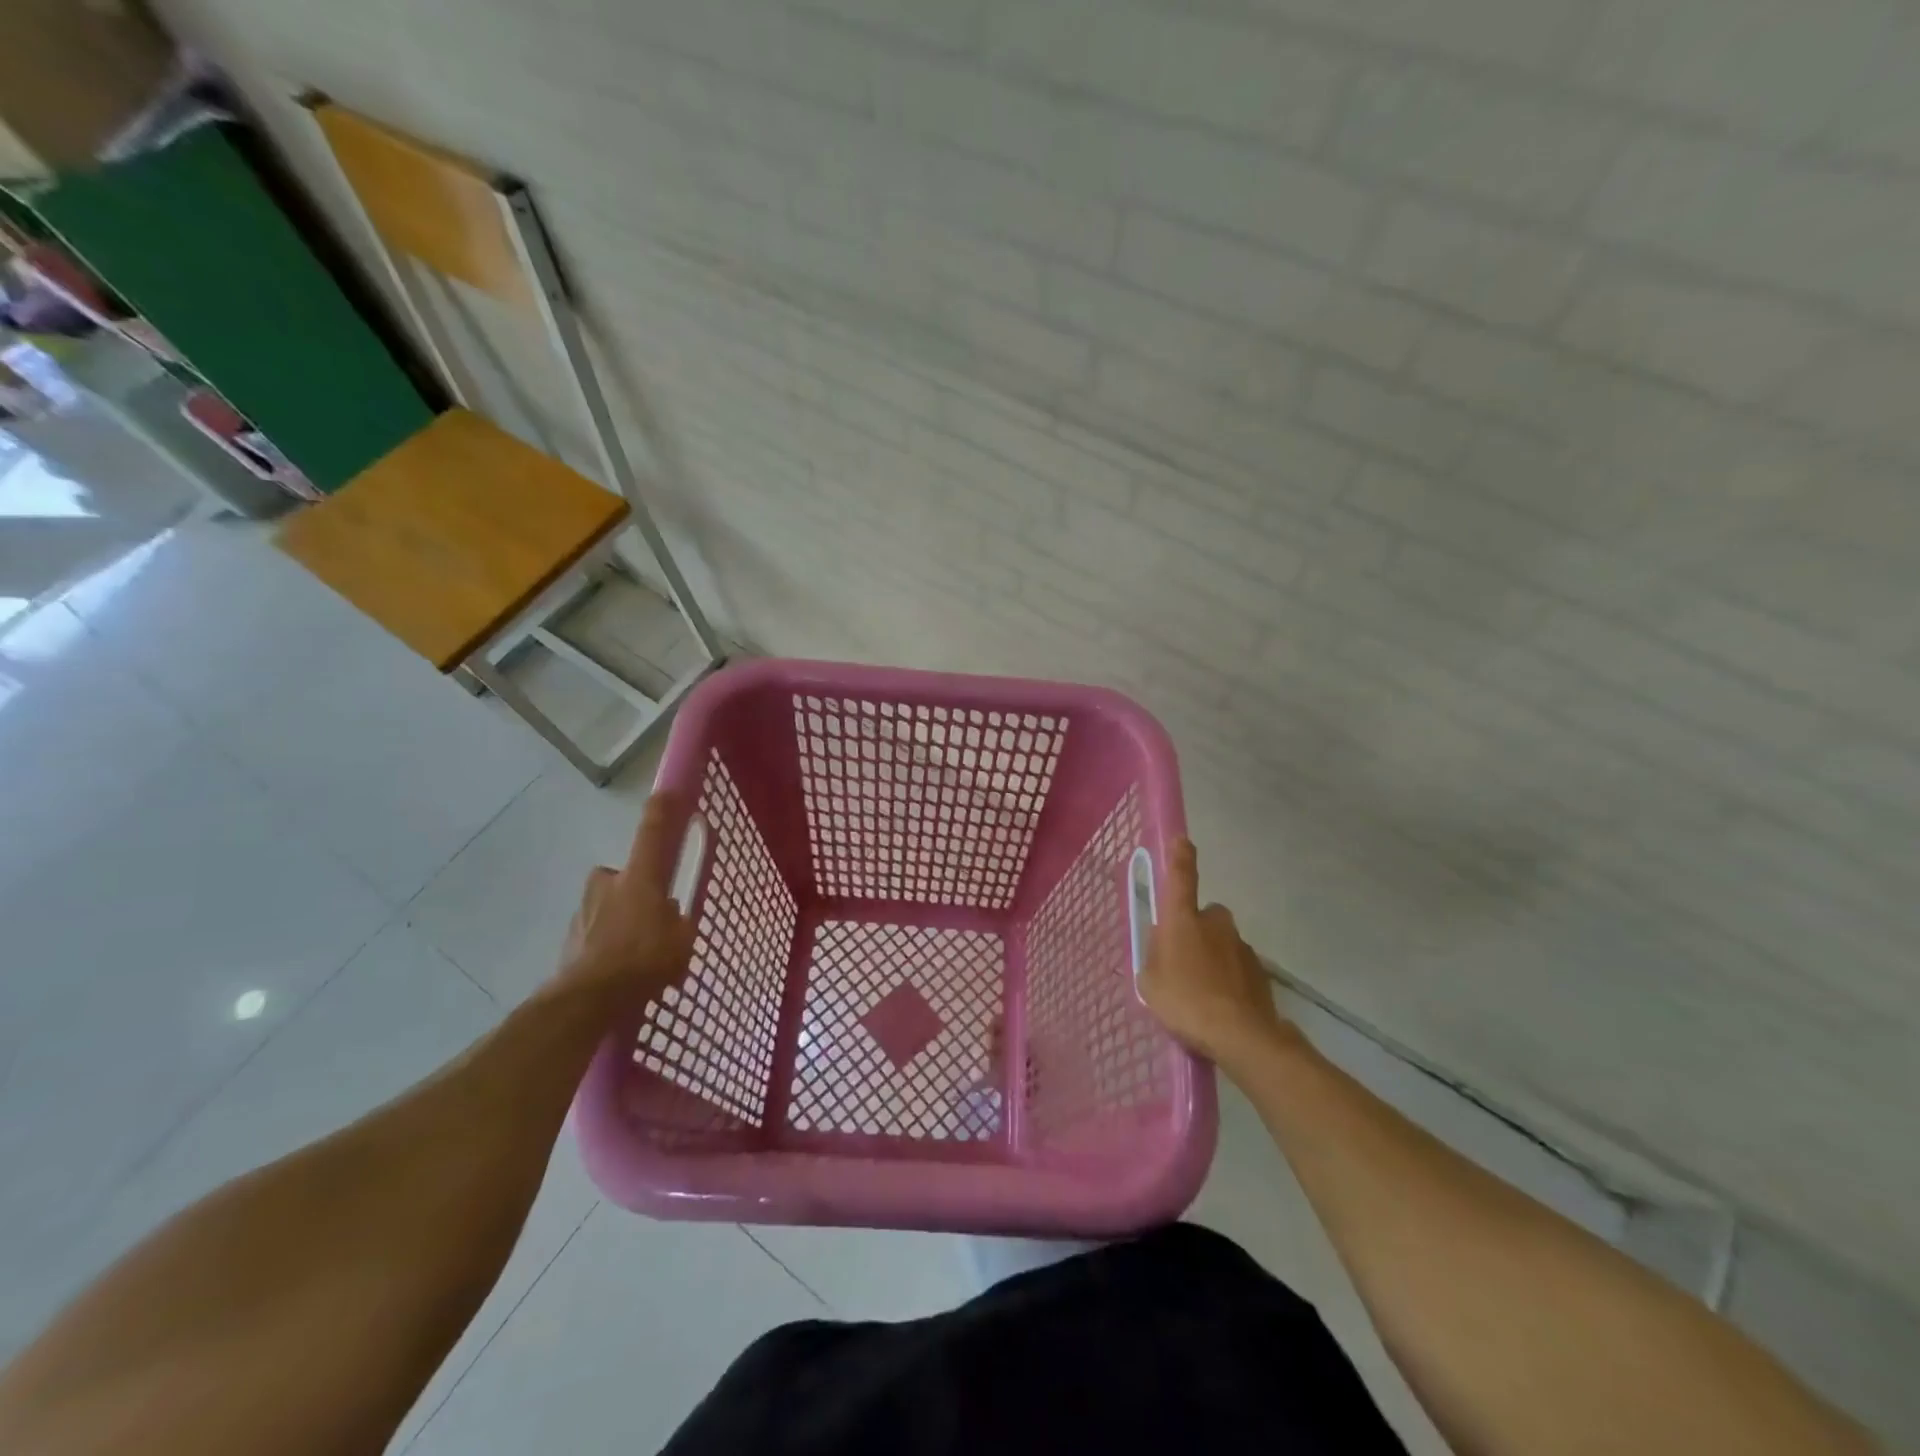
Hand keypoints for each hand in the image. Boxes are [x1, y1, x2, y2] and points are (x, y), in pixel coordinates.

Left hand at [557, 792, 697, 1005]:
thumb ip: (679, 922)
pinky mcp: (569, 940)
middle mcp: (607, 886)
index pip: (652, 835)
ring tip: (636, 954)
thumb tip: (671, 916)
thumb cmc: (643, 961)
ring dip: (619, 920)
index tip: (665, 792)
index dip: (661, 812)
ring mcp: (583, 912)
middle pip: (623, 876)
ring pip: (607, 906)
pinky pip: (595, 934)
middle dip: (634, 890)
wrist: (586, 1000)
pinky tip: (619, 970)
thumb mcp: (682, 941)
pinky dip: (606, 945)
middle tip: (651, 915)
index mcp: (639, 879)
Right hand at [1138, 838, 1298, 1072]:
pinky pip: (1237, 967)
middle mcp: (1215, 923)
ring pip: (1222, 943)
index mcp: (1183, 920)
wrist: (1241, 1036)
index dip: (1180, 857)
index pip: (1181, 877)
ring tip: (1201, 993)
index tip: (1182, 840)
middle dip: (1195, 931)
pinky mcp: (1260, 971)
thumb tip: (1164, 948)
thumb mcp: (1150, 981)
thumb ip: (1155, 957)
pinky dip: (1229, 979)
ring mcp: (1241, 946)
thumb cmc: (1185, 1002)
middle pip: (1204, 916)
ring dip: (1212, 958)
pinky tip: (1221, 1006)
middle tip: (1182, 961)